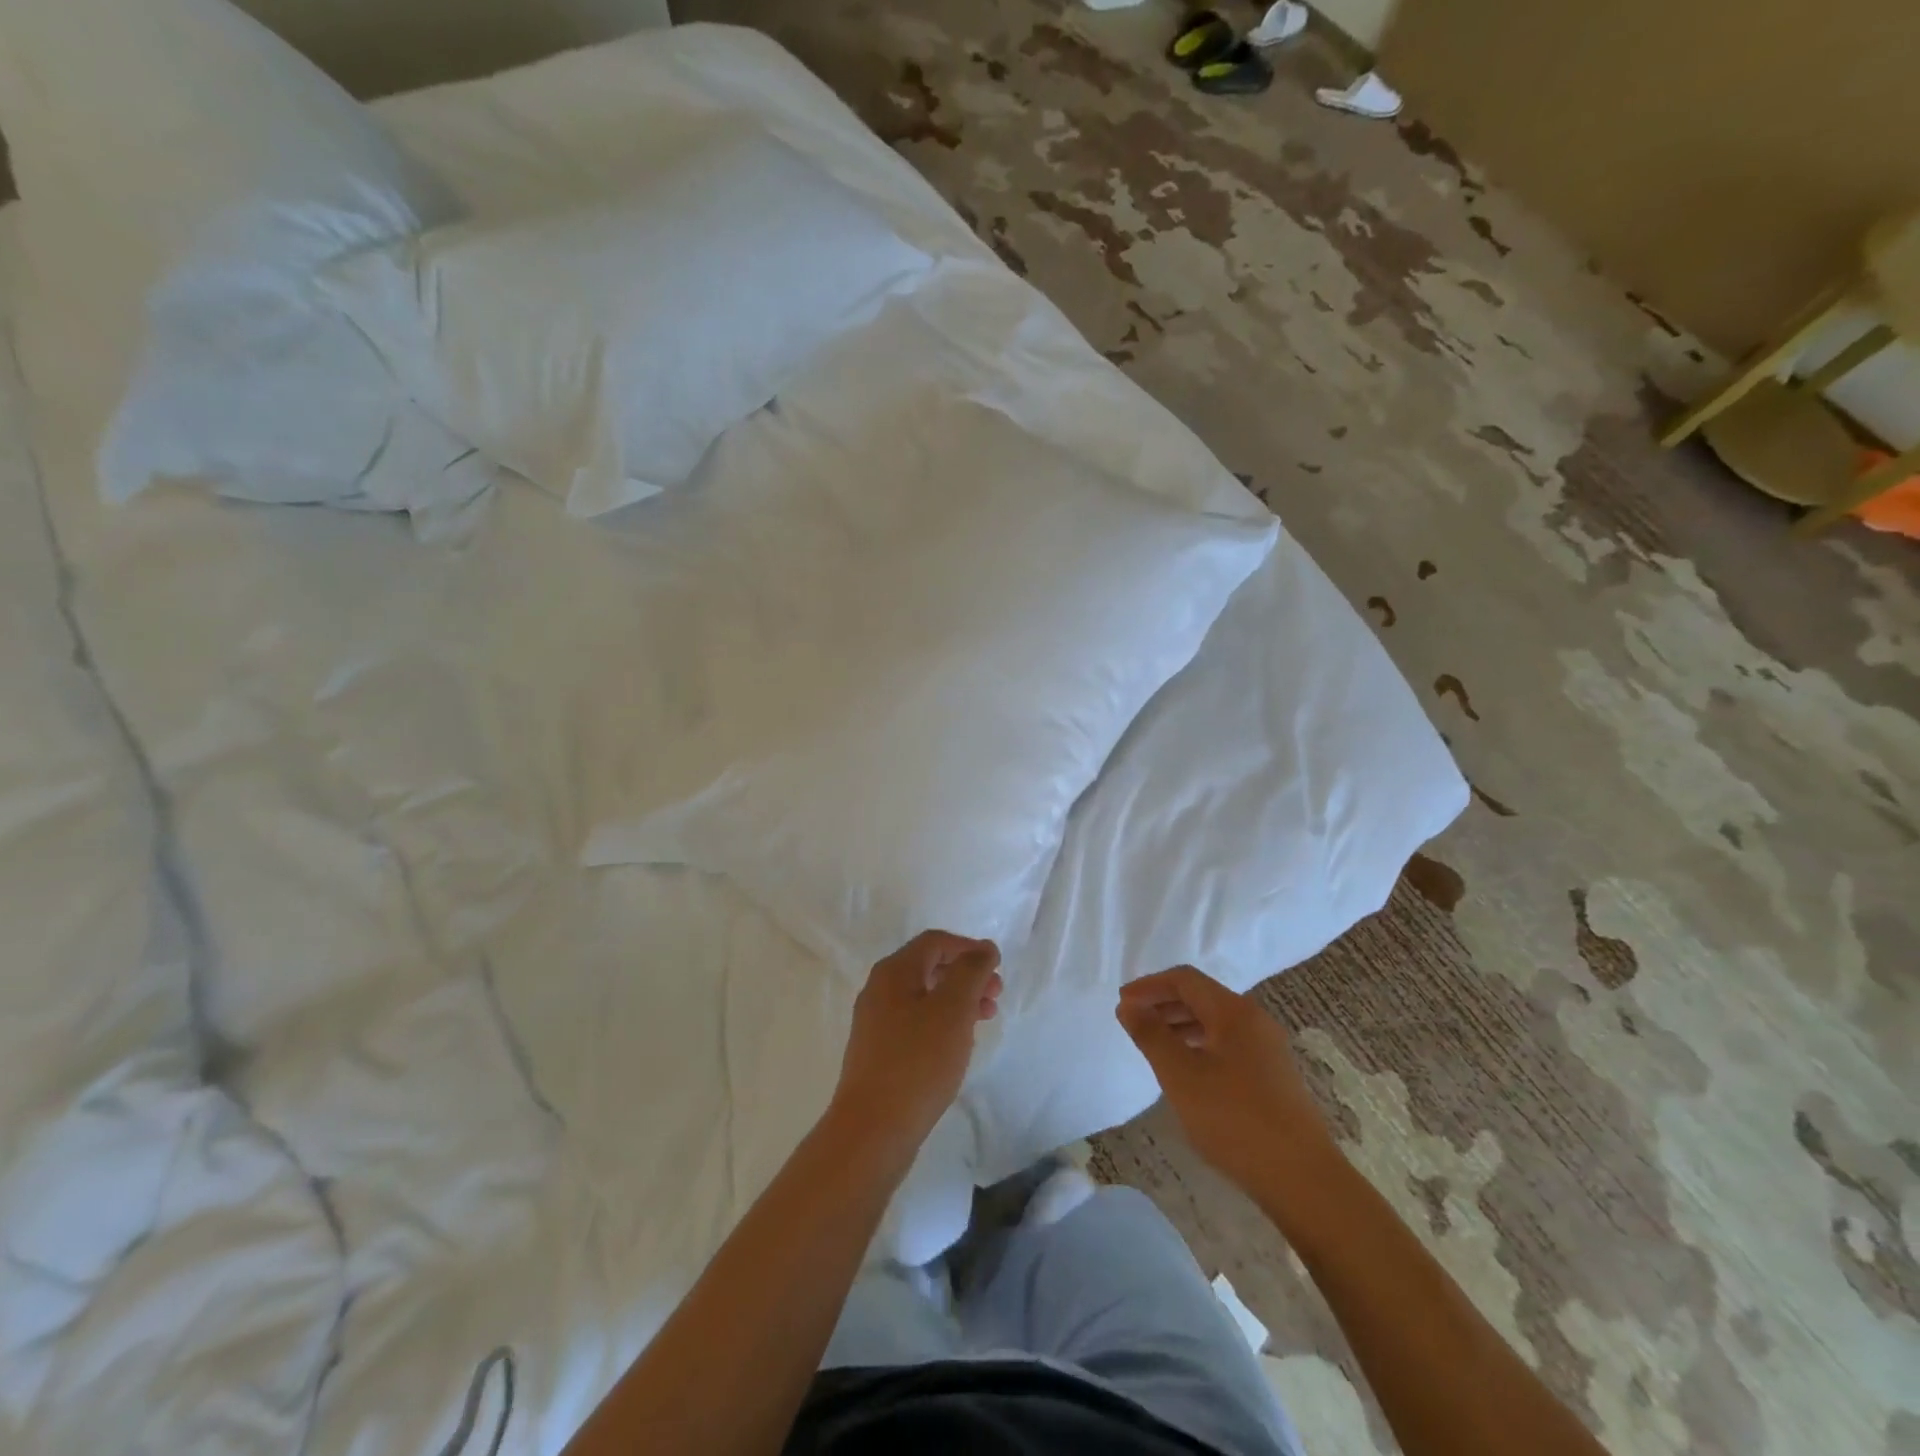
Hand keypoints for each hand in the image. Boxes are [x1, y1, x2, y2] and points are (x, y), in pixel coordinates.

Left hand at [829, 931, 1002, 1157]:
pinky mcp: (878, 1052)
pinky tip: (957, 1045)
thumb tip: (983, 948)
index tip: (998, 969)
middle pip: (929, 967)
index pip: (935, 942)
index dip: (969, 948)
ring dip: (957, 1001)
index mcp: (893, 972)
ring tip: (983, 1021)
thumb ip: (971, 971)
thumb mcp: (953, 1009)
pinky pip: (915, 1022)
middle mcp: (879, 990)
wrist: (872, 1130)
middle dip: (966, 976)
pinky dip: (941, 1023)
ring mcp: (875, 1023)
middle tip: (995, 997)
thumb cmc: (918, 1061)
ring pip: (924, 997)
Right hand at [1116, 966, 1335, 1195]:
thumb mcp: (1181, 1075)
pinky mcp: (1273, 1075)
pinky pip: (1228, 1044)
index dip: (1149, 986)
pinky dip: (1199, 1045)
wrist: (1303, 1180)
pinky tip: (1187, 1071)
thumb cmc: (1234, 1119)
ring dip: (1180, 1025)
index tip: (1122, 1004)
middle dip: (1163, 1004)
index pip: (1185, 980)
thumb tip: (1128, 1006)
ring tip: (1154, 1046)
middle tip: (1133, 1022)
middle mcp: (1254, 1020)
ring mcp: (1268, 1048)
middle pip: (1201, 996)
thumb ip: (1151, 1035)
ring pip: (1215, 1022)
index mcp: (1234, 1011)